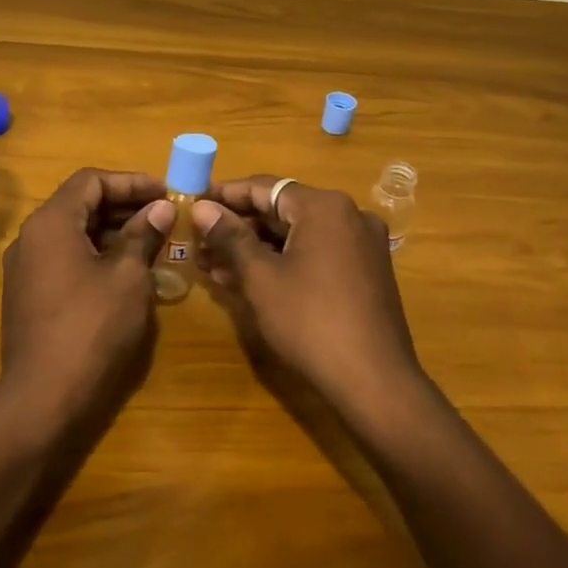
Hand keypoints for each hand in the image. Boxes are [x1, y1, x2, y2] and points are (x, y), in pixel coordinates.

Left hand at [0, 169, 174, 429]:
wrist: (44, 398)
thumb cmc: (92, 327)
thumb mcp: (128, 276)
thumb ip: (144, 234)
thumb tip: (161, 208)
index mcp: (51, 223)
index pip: (91, 181)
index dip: (131, 182)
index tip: (166, 193)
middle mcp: (31, 239)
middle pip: (80, 205)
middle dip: (124, 206)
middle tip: (165, 216)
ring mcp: (27, 270)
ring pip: (74, 234)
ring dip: (113, 232)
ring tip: (153, 242)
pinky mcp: (30, 297)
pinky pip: (66, 260)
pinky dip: (97, 256)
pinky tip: (127, 272)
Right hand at [192, 177, 424, 416]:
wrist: (374, 380)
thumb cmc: (310, 321)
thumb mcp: (261, 278)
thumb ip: (230, 237)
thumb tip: (202, 208)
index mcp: (325, 207)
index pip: (264, 187)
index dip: (225, 194)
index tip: (193, 202)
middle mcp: (348, 215)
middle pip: (282, 211)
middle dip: (238, 227)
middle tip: (198, 241)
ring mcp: (361, 244)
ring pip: (297, 236)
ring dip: (256, 248)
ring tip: (212, 265)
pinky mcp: (365, 272)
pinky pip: (316, 254)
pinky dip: (283, 262)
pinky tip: (248, 280)